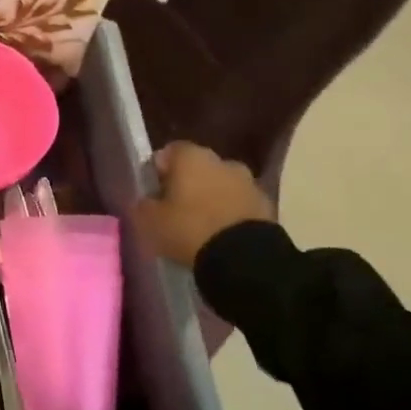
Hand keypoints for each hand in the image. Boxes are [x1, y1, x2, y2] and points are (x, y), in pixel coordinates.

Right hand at [134, 142, 273, 268]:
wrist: (244, 258)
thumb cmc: (189, 229)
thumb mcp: (149, 220)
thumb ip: (143, 204)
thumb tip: (147, 200)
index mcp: (192, 157)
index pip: (170, 151)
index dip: (159, 170)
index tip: (153, 191)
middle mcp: (223, 161)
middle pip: (199, 168)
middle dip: (188, 184)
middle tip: (175, 209)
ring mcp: (249, 183)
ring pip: (222, 186)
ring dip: (212, 198)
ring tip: (200, 225)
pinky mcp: (267, 206)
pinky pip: (239, 205)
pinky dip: (229, 214)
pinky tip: (220, 235)